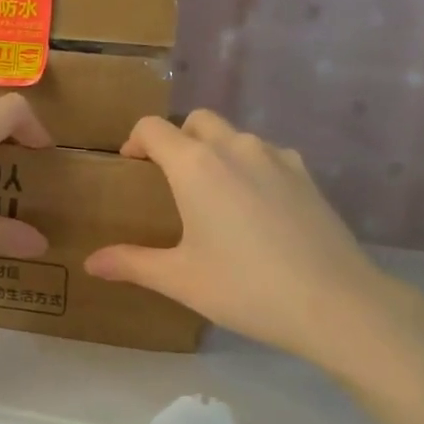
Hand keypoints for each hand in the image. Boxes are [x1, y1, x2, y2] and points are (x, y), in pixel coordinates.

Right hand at [86, 111, 415, 368]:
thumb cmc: (244, 287)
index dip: (135, 141)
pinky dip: (250, 166)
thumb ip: (131, 263)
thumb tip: (90, 263)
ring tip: (211, 194)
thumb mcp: (179, 279)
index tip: (130, 165)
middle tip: (168, 178)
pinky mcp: (306, 175)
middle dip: (176, 139)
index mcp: (196, 165)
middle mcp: (236, 147)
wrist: (333, 302)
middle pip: (197, 121)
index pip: (153, 128)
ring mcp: (277, 157)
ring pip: (236, 136)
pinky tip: (254, 207)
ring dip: (215, 151)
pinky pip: (267, 154)